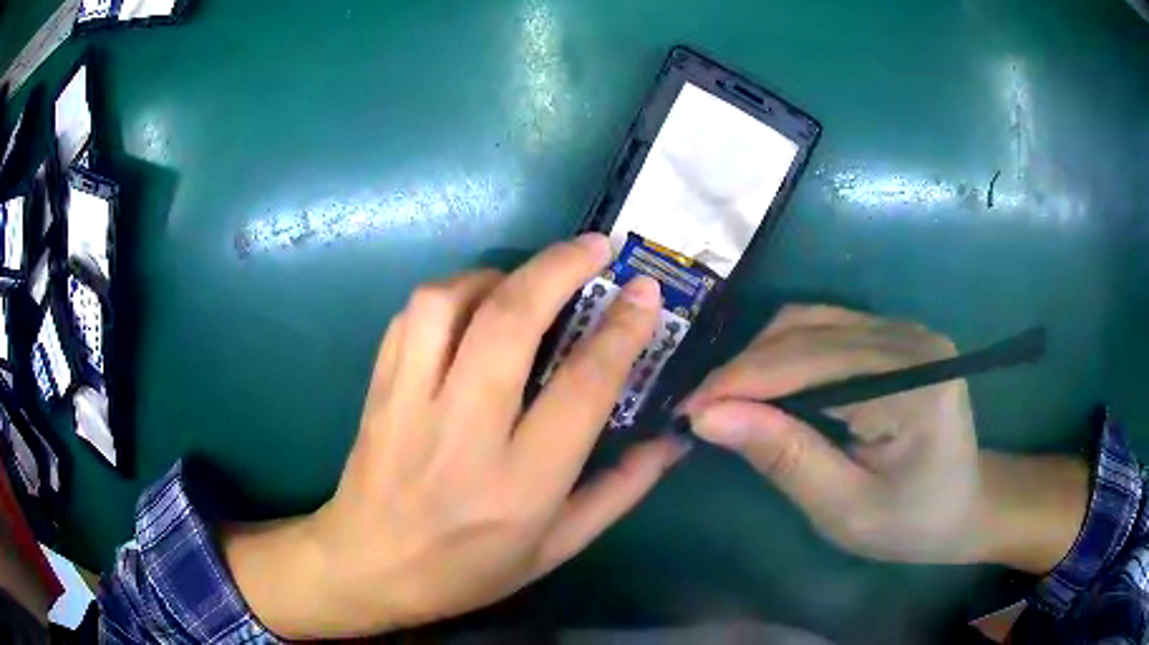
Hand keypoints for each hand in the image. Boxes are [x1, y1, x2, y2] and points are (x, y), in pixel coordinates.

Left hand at [224, 235, 689, 638]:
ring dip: (495, 274)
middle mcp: (463, 434)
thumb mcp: (557, 549)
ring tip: (524, 280)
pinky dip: (448, 295)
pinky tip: (470, 306)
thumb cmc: (469, 570)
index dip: (621, 330)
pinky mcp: (379, 390)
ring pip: (447, 305)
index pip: (582, 387)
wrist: (368, 567)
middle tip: (595, 246)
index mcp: (520, 484)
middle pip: (510, 322)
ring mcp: (410, 405)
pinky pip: (411, 318)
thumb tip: (672, 439)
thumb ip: (620, 490)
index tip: (644, 292)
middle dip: (559, 268)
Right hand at [681, 306, 1085, 570]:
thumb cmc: (912, 522)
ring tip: (726, 398)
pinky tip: (766, 384)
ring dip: (760, 356)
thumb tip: (708, 417)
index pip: (811, 364)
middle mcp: (910, 338)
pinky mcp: (894, 335)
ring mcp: (904, 329)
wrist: (966, 505)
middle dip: (744, 368)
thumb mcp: (844, 508)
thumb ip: (783, 456)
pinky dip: (785, 353)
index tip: (685, 411)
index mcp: (913, 383)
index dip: (741, 383)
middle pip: (807, 330)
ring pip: (810, 319)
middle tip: (699, 410)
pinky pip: (825, 327)